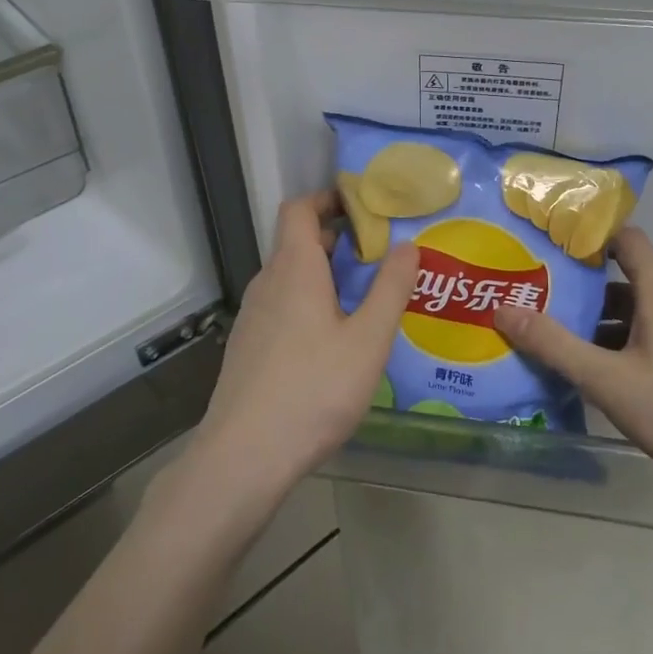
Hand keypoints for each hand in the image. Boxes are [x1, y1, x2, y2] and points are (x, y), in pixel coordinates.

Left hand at [193, 190, 420, 495]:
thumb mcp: (368, 340)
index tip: (365, 207)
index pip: (300, 208)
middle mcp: (267, 283)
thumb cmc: (314, 389)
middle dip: (339, 241)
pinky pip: (283, 307)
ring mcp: (253, 317)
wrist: (244, 456)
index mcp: (294, 268)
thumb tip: (407, 245)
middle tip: (382, 258)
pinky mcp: (249, 347)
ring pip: (291, 278)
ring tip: (366, 299)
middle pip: (298, 242)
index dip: (328, 198)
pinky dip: (310, 304)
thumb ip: (391, 288)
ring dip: (326, 276)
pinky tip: (335, 341)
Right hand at [493, 227, 652, 515]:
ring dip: (608, 325)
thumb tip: (502, 308)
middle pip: (630, 280)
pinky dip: (634, 344)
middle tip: (544, 305)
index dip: (589, 237)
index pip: (626, 239)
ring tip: (568, 346)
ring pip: (647, 313)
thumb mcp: (607, 382)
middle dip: (586, 292)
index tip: (550, 248)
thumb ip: (553, 344)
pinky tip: (614, 381)